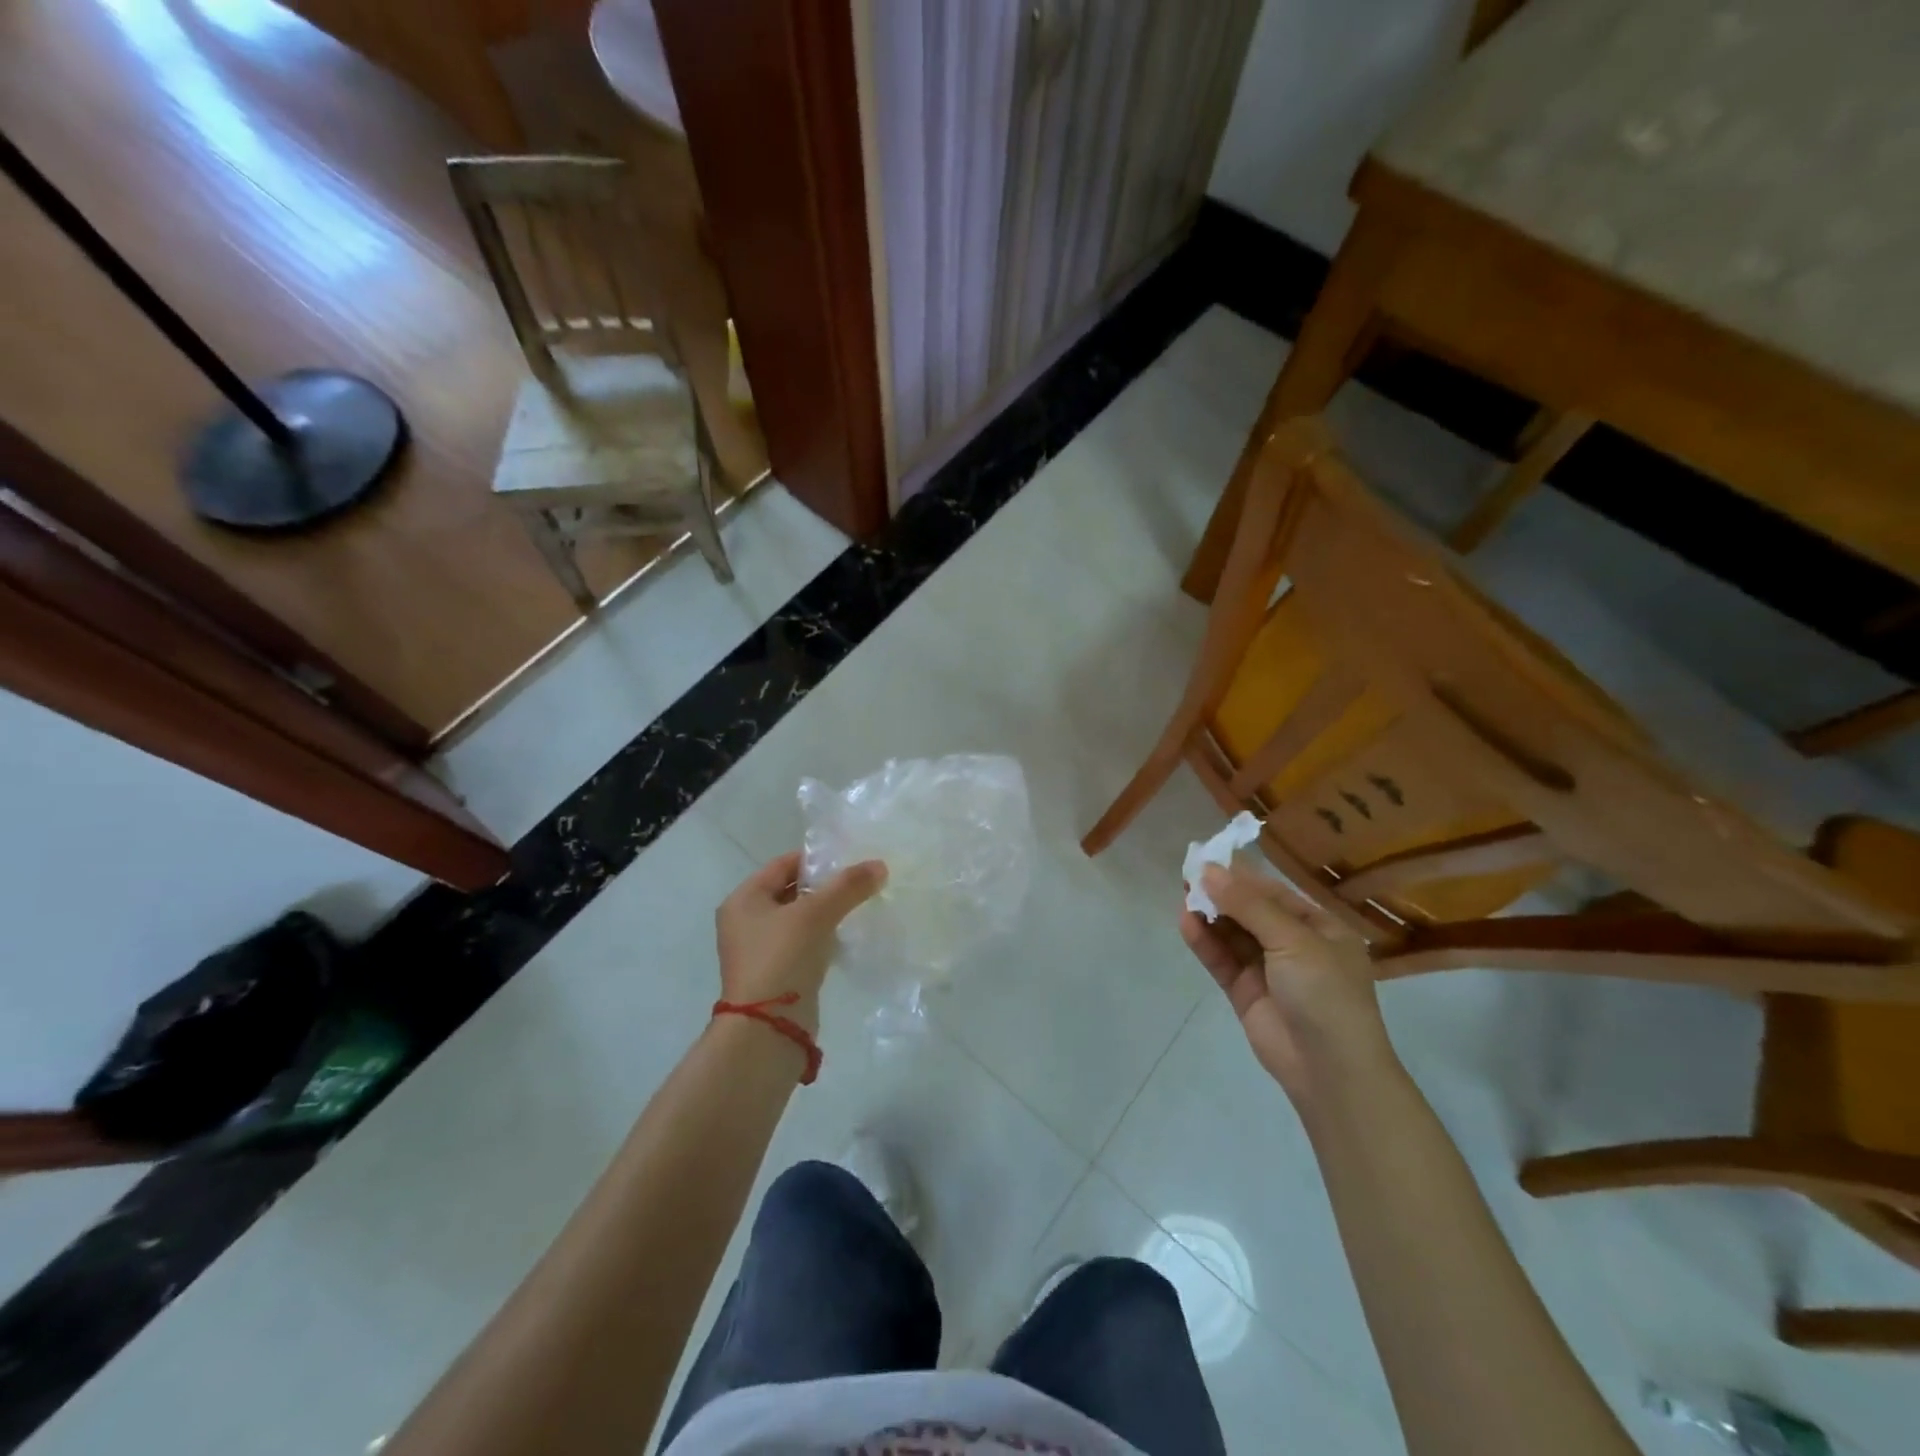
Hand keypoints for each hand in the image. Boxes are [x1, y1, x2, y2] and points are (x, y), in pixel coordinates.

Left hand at [716, 851, 886, 1031]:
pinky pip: (802, 944)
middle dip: (824, 887)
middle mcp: (745, 921)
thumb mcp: (816, 914)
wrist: (768, 1028)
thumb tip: (879, 865)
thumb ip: (848, 886)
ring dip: (825, 913)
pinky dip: (822, 938)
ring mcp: (759, 950)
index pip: (783, 864)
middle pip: (790, 891)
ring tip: (858, 907)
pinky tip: (845, 938)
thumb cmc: (783, 958)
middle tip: (859, 883)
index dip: (816, 859)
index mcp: (744, 900)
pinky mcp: (775, 974)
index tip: (850, 860)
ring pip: (798, 919)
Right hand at [1179, 862, 1391, 1099]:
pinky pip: (1222, 960)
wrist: (1331, 1071)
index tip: (1208, 857)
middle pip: (1251, 911)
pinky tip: (1185, 922)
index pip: (1274, 893)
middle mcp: (1294, 945)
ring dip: (1210, 915)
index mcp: (1320, 929)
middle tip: (1187, 873)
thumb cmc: (1325, 994)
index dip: (1242, 875)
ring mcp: (1268, 970)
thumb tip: (1208, 870)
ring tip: (1182, 894)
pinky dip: (1204, 942)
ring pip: (1233, 934)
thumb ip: (1248, 905)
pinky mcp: (1246, 992)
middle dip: (1222, 894)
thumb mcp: (1293, 941)